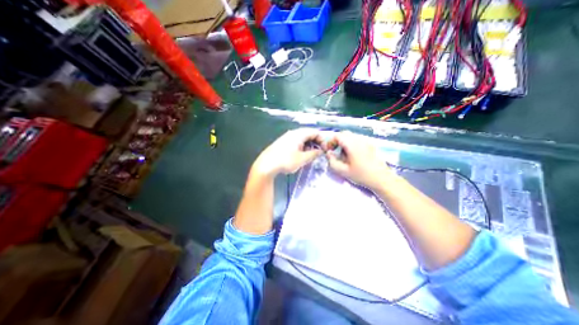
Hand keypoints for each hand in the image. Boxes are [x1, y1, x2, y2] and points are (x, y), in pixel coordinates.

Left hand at [251, 128, 322, 176]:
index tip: (325, 150)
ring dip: (309, 146)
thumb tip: (321, 151)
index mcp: (299, 134)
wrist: (266, 165)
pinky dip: (302, 147)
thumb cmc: (285, 161)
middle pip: (308, 134)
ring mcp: (287, 137)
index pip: (315, 132)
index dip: (322, 140)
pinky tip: (301, 155)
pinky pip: (296, 142)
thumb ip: (313, 154)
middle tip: (318, 153)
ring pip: (302, 139)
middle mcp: (293, 133)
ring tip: (310, 156)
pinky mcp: (283, 143)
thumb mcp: (302, 159)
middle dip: (316, 143)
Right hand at [325, 131, 398, 191]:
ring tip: (344, 155)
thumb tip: (328, 153)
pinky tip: (353, 155)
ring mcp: (366, 141)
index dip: (331, 142)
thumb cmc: (361, 175)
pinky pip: (357, 140)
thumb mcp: (343, 171)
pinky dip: (351, 144)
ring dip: (344, 142)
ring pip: (351, 136)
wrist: (382, 179)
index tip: (329, 150)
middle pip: (344, 134)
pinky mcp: (370, 145)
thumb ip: (332, 161)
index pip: (338, 136)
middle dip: (337, 141)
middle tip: (335, 151)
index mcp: (352, 145)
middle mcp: (359, 140)